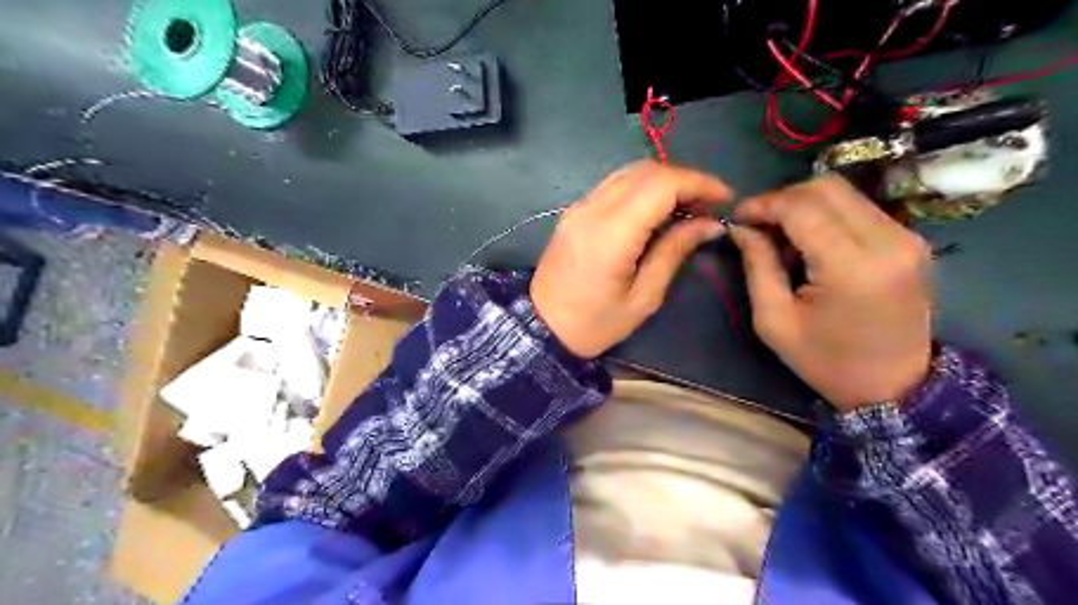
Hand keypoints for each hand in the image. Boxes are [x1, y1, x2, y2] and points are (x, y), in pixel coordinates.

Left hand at [531, 161, 733, 358]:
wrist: (541, 328)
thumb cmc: (594, 324)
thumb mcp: (643, 298)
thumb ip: (674, 252)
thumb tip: (709, 224)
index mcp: (611, 234)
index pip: (661, 184)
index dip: (699, 183)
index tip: (725, 198)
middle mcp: (592, 209)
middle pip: (647, 171)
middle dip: (685, 180)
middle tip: (707, 206)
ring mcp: (579, 207)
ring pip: (629, 173)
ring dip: (663, 181)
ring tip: (687, 207)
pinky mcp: (574, 211)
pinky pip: (614, 185)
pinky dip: (642, 189)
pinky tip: (656, 211)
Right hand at [734, 176, 936, 411]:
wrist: (895, 386)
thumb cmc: (826, 361)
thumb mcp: (774, 320)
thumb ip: (757, 266)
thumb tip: (741, 227)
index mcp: (852, 267)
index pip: (802, 207)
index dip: (764, 204)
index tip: (738, 217)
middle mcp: (888, 241)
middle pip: (826, 188)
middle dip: (783, 198)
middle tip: (758, 224)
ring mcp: (907, 237)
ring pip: (844, 193)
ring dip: (805, 205)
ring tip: (782, 236)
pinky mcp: (912, 240)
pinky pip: (859, 209)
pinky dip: (827, 215)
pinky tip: (812, 242)